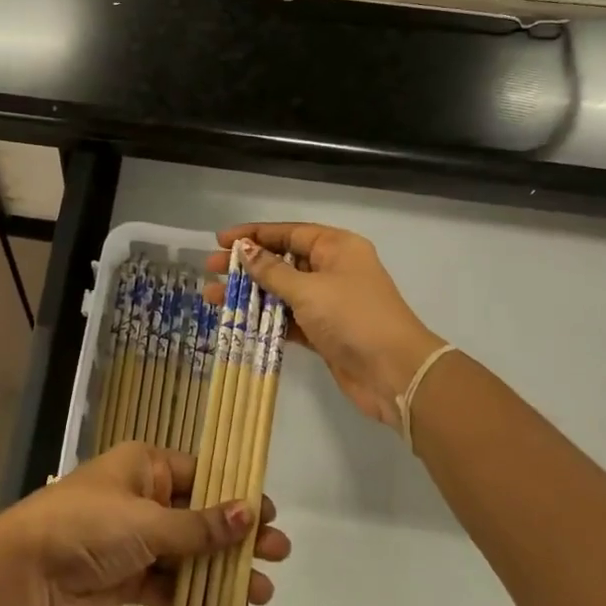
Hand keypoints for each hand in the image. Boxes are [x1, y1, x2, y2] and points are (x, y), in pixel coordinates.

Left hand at [0, 442, 289, 605]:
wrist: (29, 573)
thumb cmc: (90, 525)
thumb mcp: (148, 521)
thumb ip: (198, 526)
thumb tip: (249, 513)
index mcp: (145, 465)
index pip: (200, 474)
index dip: (235, 493)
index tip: (269, 513)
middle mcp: (143, 497)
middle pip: (199, 515)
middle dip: (237, 536)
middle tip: (280, 553)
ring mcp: (136, 539)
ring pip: (189, 553)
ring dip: (222, 571)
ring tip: (262, 591)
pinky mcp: (129, 577)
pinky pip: (170, 583)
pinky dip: (196, 594)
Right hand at [206, 225, 442, 428]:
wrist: (394, 373)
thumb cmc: (353, 318)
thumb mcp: (308, 289)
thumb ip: (271, 271)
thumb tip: (244, 250)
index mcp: (336, 247)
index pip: (287, 232)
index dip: (253, 235)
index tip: (221, 240)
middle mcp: (332, 269)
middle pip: (281, 261)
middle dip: (245, 266)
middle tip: (211, 269)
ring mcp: (328, 302)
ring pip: (280, 292)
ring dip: (249, 294)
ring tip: (212, 298)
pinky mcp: (323, 332)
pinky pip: (287, 319)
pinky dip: (264, 319)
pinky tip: (237, 321)